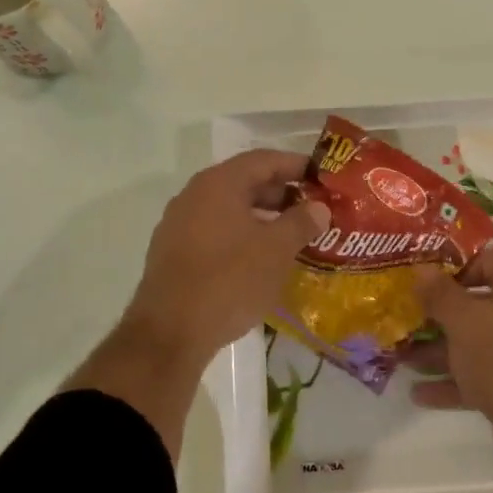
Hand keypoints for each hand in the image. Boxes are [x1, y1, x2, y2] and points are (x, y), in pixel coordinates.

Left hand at [125, 150, 330, 364]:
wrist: (170, 332)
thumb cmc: (229, 281)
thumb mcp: (276, 250)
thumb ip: (301, 222)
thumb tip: (319, 207)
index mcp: (218, 184)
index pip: (263, 160)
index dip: (296, 166)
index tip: (322, 178)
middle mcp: (194, 195)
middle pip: (244, 182)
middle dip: (281, 194)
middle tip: (312, 210)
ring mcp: (178, 224)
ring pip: (229, 209)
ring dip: (261, 218)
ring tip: (291, 236)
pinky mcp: (172, 252)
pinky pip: (214, 231)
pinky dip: (240, 235)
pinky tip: (259, 259)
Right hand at [414, 247, 492, 473]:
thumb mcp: (464, 321)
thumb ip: (439, 294)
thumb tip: (420, 269)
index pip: (487, 260)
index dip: (452, 269)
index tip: (421, 283)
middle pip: (479, 304)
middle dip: (439, 316)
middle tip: (405, 318)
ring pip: (477, 342)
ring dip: (440, 351)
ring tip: (400, 358)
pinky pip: (483, 374)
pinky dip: (454, 381)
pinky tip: (418, 392)